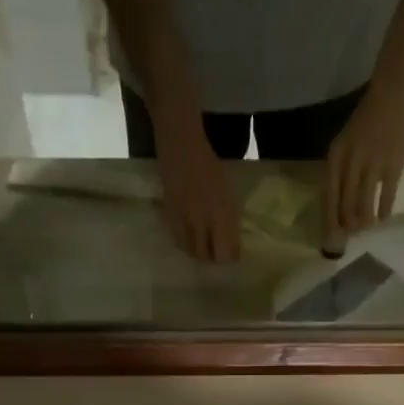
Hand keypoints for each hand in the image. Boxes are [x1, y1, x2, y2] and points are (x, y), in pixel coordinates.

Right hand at [156, 118, 241, 262]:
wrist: (181, 145)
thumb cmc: (209, 165)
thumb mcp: (227, 192)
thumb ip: (230, 219)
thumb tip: (233, 243)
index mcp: (222, 213)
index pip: (227, 250)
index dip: (231, 258)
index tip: (233, 257)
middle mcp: (204, 221)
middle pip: (208, 256)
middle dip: (214, 259)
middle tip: (217, 255)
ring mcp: (185, 219)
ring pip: (192, 252)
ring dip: (199, 254)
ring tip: (203, 250)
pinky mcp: (170, 216)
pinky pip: (178, 240)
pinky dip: (186, 245)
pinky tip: (189, 240)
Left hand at [323, 74, 403, 242]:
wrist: (394, 93)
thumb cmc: (367, 119)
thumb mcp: (345, 142)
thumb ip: (342, 170)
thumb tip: (341, 204)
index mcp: (336, 156)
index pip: (329, 196)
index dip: (329, 220)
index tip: (331, 237)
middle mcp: (351, 162)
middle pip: (345, 204)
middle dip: (347, 225)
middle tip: (351, 235)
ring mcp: (373, 164)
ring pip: (364, 204)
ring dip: (365, 221)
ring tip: (367, 227)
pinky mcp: (394, 164)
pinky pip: (386, 196)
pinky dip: (384, 210)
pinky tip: (383, 217)